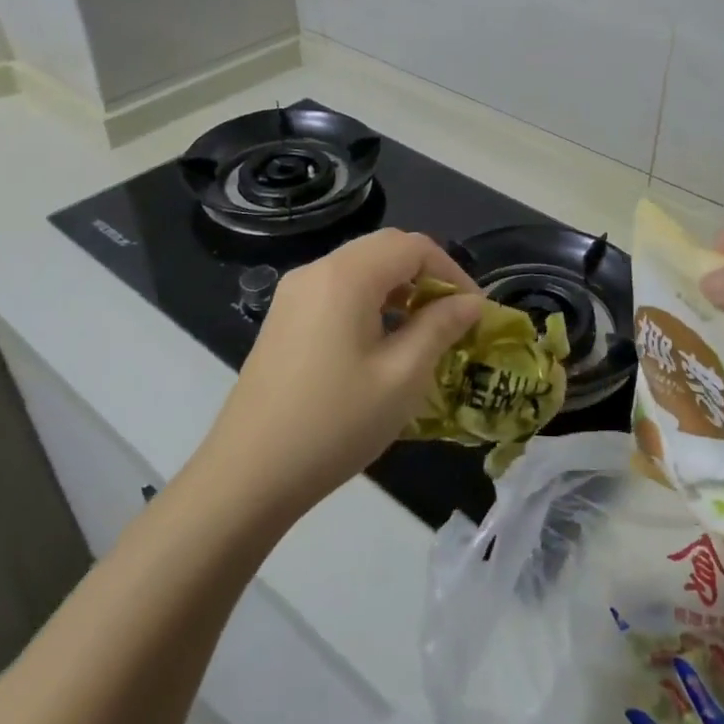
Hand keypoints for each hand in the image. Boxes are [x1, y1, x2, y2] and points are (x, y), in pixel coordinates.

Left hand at [206, 229, 484, 518]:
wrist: (248, 476)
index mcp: (345, 276)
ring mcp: (294, 294)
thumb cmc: (335, 423)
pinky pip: (338, 291)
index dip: (452, 272)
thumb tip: (471, 303)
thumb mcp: (402, 376)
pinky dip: (371, 302)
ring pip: (361, 268)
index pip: (413, 246)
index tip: (475, 311)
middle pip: (385, 249)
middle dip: (426, 275)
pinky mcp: (284, 319)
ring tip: (425, 331)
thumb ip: (440, 328)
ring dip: (399, 288)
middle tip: (454, 317)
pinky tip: (383, 342)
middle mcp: (316, 271)